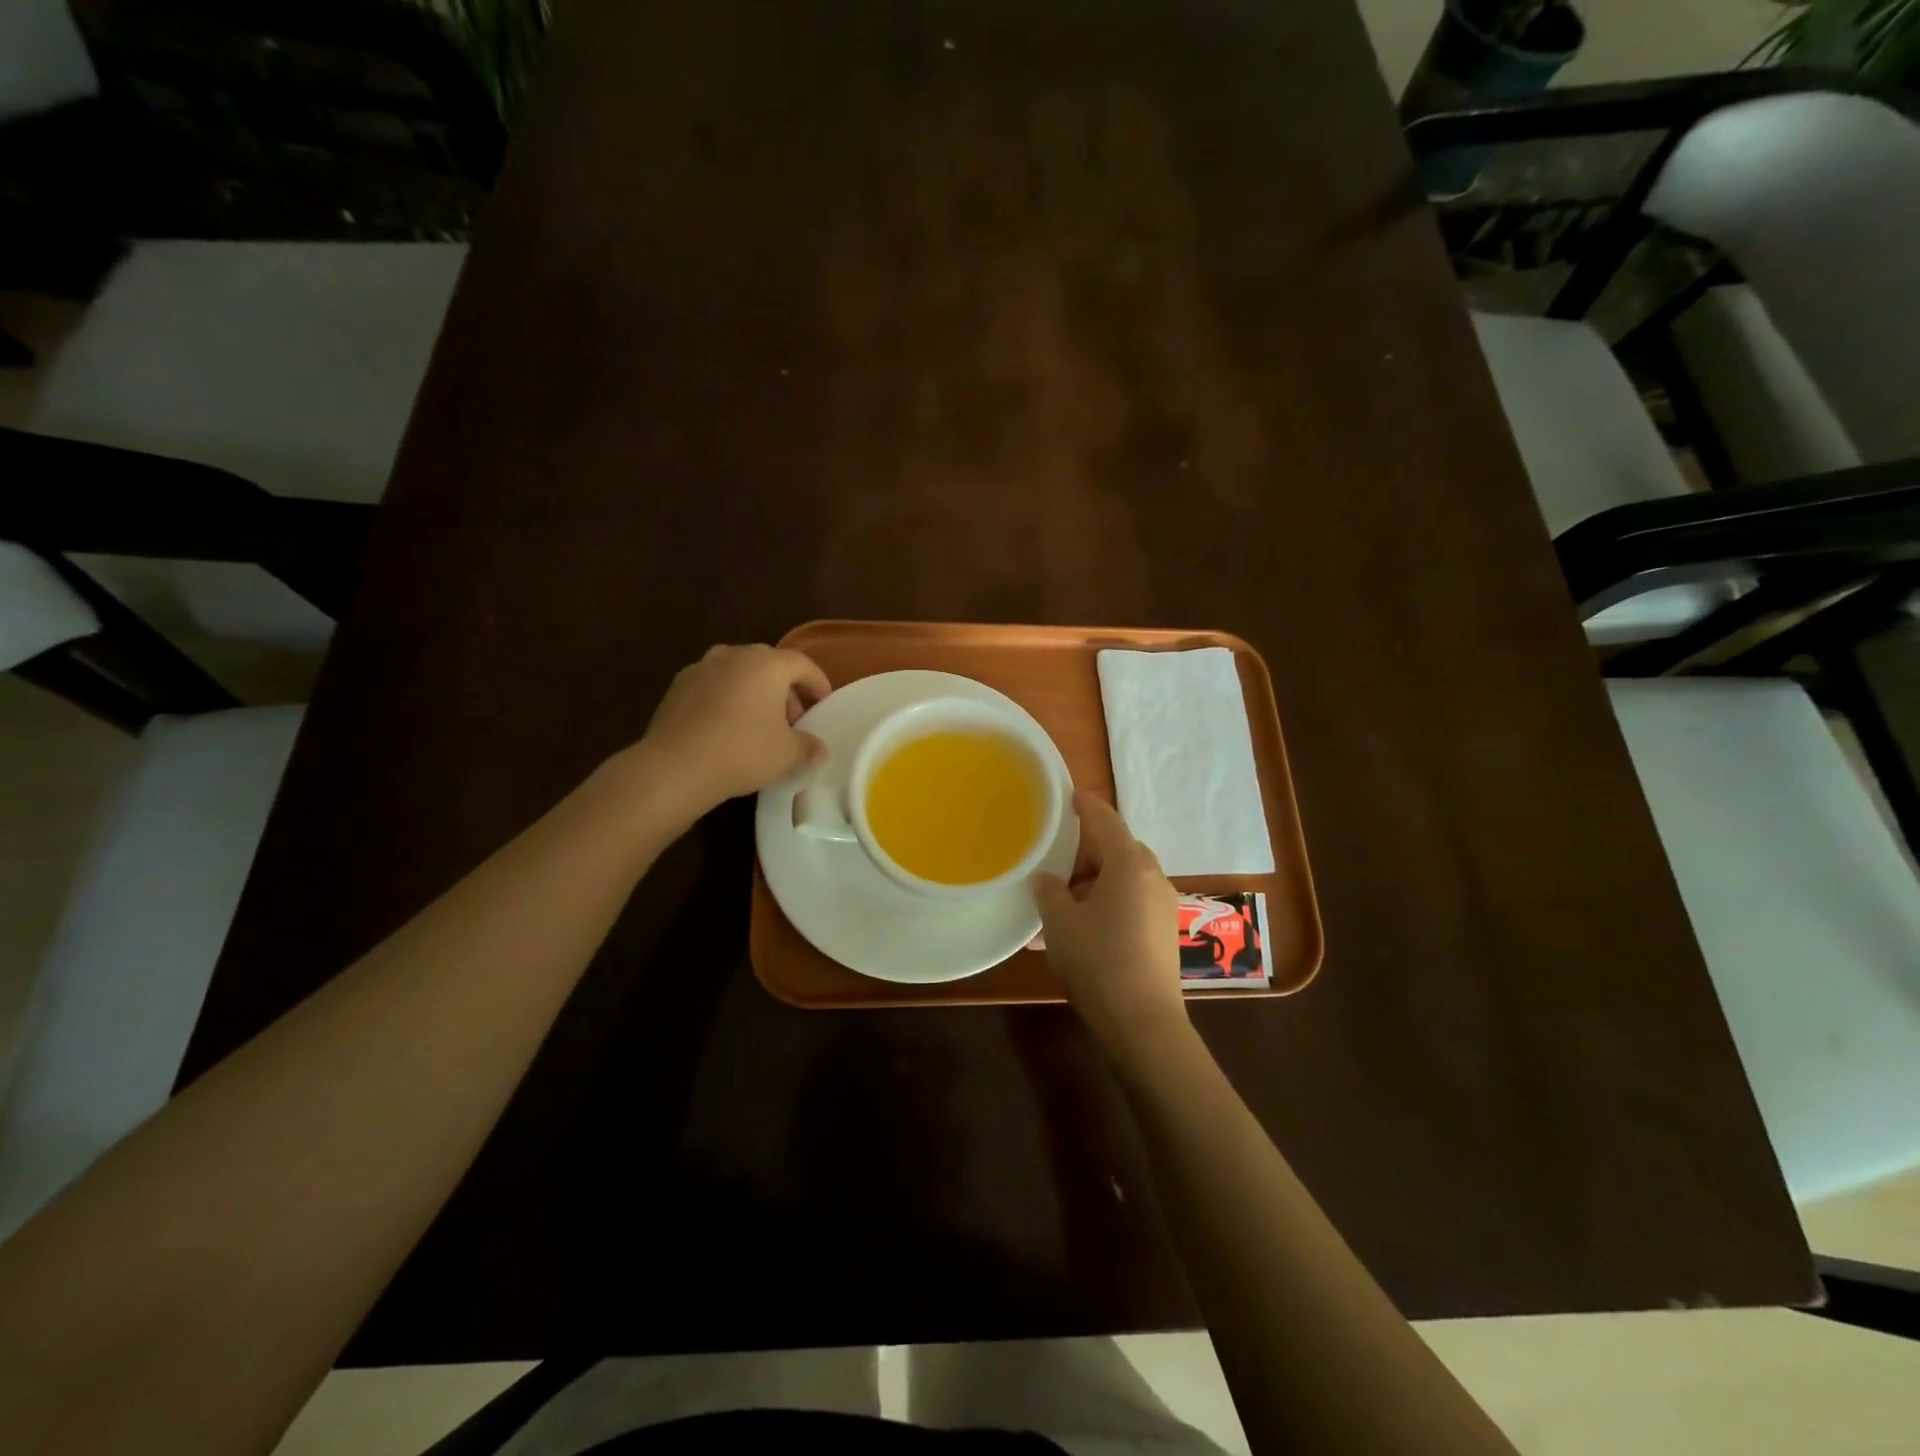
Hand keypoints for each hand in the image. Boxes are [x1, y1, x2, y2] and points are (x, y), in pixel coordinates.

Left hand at [632, 644, 829, 823]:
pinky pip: (714, 686)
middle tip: (793, 720)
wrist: (674, 767)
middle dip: (786, 689)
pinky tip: (727, 728)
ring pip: (740, 673)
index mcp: (767, 664)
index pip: (803, 665)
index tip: (823, 705)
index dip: (818, 684)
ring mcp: (702, 667)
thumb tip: (818, 749)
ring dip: (755, 692)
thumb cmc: (742, 752)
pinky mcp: (678, 686)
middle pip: (770, 665)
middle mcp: (735, 655)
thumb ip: (809, 746)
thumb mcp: (788, 754)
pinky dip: (727, 699)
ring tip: (759, 723)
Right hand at [1032, 791, 1190, 1066]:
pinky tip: (1081, 930)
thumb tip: (1046, 879)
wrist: (1143, 1023)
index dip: (1086, 805)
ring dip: (1094, 883)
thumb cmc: (1098, 961)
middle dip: (1085, 853)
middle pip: (1117, 849)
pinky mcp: (1164, 932)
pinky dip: (1107, 904)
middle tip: (1054, 863)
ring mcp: (1163, 905)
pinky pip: (1132, 903)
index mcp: (1129, 864)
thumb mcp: (1060, 923)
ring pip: (1124, 878)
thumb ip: (1049, 891)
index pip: (1105, 820)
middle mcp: (1153, 877)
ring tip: (1061, 904)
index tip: (1069, 794)